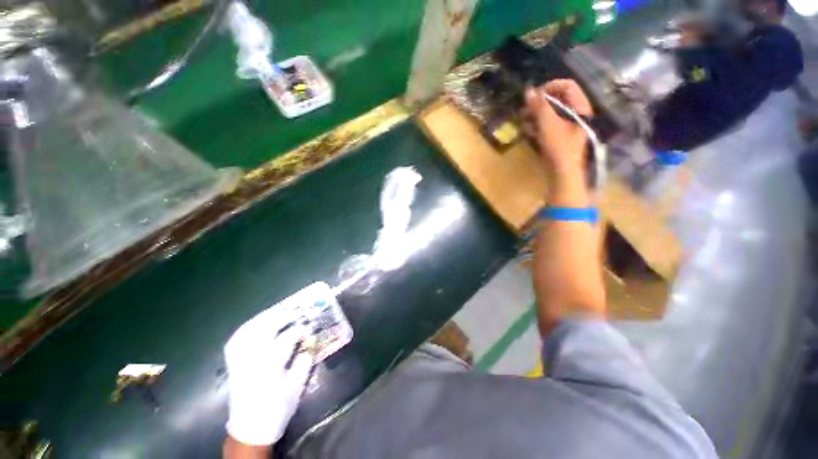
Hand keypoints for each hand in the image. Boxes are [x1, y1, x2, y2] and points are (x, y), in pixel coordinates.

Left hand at [224, 307, 312, 446]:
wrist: (250, 429)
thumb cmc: (277, 409)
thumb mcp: (297, 386)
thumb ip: (304, 361)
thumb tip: (310, 340)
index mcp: (270, 369)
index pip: (286, 340)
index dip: (299, 329)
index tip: (310, 325)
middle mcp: (251, 362)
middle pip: (264, 330)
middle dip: (282, 317)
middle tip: (295, 311)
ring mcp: (239, 362)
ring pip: (248, 331)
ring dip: (265, 317)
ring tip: (279, 310)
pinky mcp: (232, 364)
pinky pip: (237, 339)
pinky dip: (248, 327)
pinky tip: (258, 322)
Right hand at [524, 80, 592, 178]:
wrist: (562, 172)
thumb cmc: (558, 146)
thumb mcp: (548, 124)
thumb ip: (539, 106)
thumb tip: (528, 90)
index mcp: (579, 106)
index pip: (567, 85)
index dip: (550, 87)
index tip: (534, 97)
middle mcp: (576, 113)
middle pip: (557, 99)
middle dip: (539, 103)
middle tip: (525, 111)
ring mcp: (567, 125)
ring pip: (551, 113)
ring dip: (535, 116)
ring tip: (524, 123)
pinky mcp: (559, 136)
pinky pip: (548, 125)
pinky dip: (538, 126)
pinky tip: (529, 132)